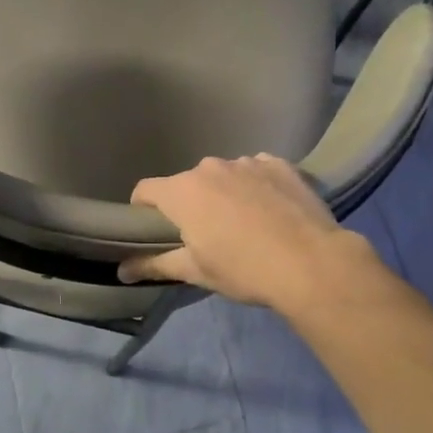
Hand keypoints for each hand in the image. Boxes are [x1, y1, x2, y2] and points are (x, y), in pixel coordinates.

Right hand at [118, 154, 373, 310]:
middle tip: (205, 235)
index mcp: (182, 191)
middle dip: (189, 204)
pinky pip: (255, 171)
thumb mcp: (196, 271)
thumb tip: (121, 270)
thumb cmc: (244, 270)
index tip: (153, 231)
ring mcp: (247, 161)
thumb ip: (154, 264)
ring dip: (224, 194)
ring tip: (245, 224)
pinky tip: (271, 211)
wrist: (312, 263)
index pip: (144, 190)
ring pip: (223, 176)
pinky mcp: (279, 164)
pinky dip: (255, 186)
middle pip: (187, 183)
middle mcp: (210, 167)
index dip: (142, 211)